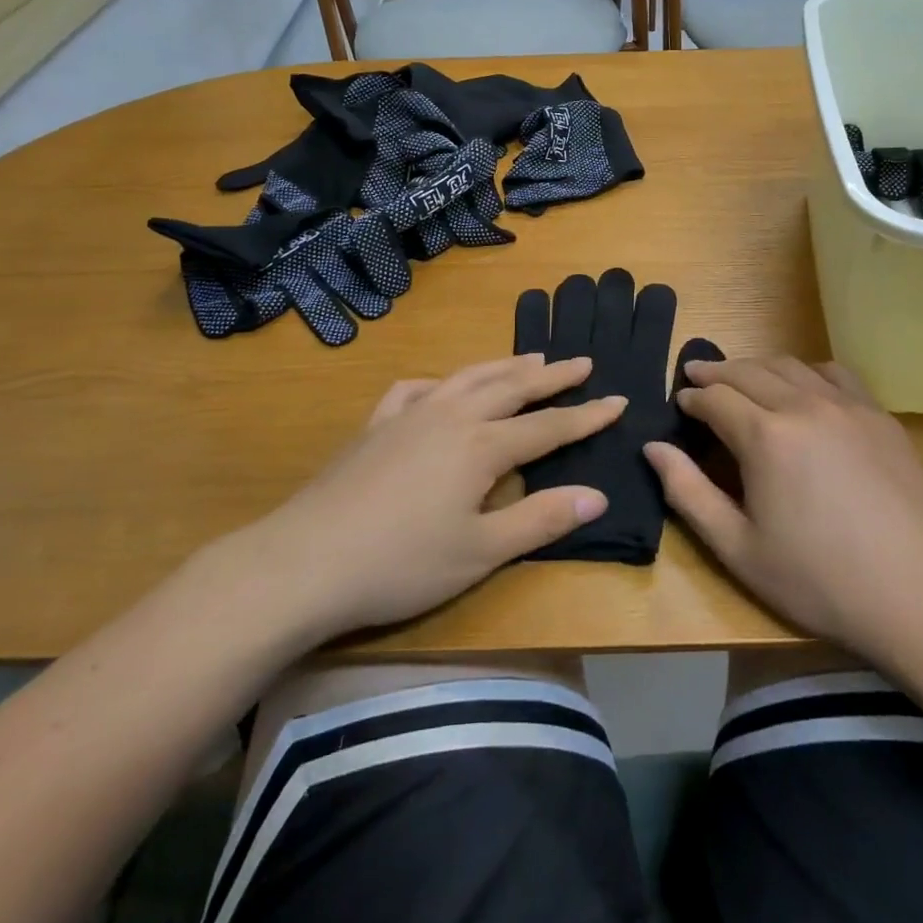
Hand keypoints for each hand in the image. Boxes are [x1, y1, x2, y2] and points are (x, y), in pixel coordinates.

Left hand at [222, 355, 621, 644]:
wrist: (304, 561)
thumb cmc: (401, 564)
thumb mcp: (481, 553)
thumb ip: (540, 520)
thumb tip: (597, 495)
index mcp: (482, 447)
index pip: (548, 427)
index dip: (586, 416)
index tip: (618, 400)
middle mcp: (451, 417)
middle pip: (511, 387)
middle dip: (551, 376)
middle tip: (581, 362)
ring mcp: (409, 415)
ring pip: (467, 378)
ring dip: (503, 366)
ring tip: (530, 358)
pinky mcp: (375, 425)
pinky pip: (415, 390)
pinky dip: (440, 382)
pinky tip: (441, 388)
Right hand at [645, 357, 922, 662]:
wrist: (914, 595)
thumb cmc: (816, 579)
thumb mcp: (737, 548)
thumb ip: (688, 493)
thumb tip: (652, 447)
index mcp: (765, 437)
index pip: (715, 398)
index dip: (692, 397)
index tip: (679, 401)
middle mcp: (804, 406)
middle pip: (749, 371)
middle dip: (717, 371)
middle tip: (696, 374)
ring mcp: (847, 406)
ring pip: (790, 366)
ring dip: (757, 366)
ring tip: (741, 376)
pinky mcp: (879, 417)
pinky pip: (834, 375)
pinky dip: (806, 372)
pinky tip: (802, 387)